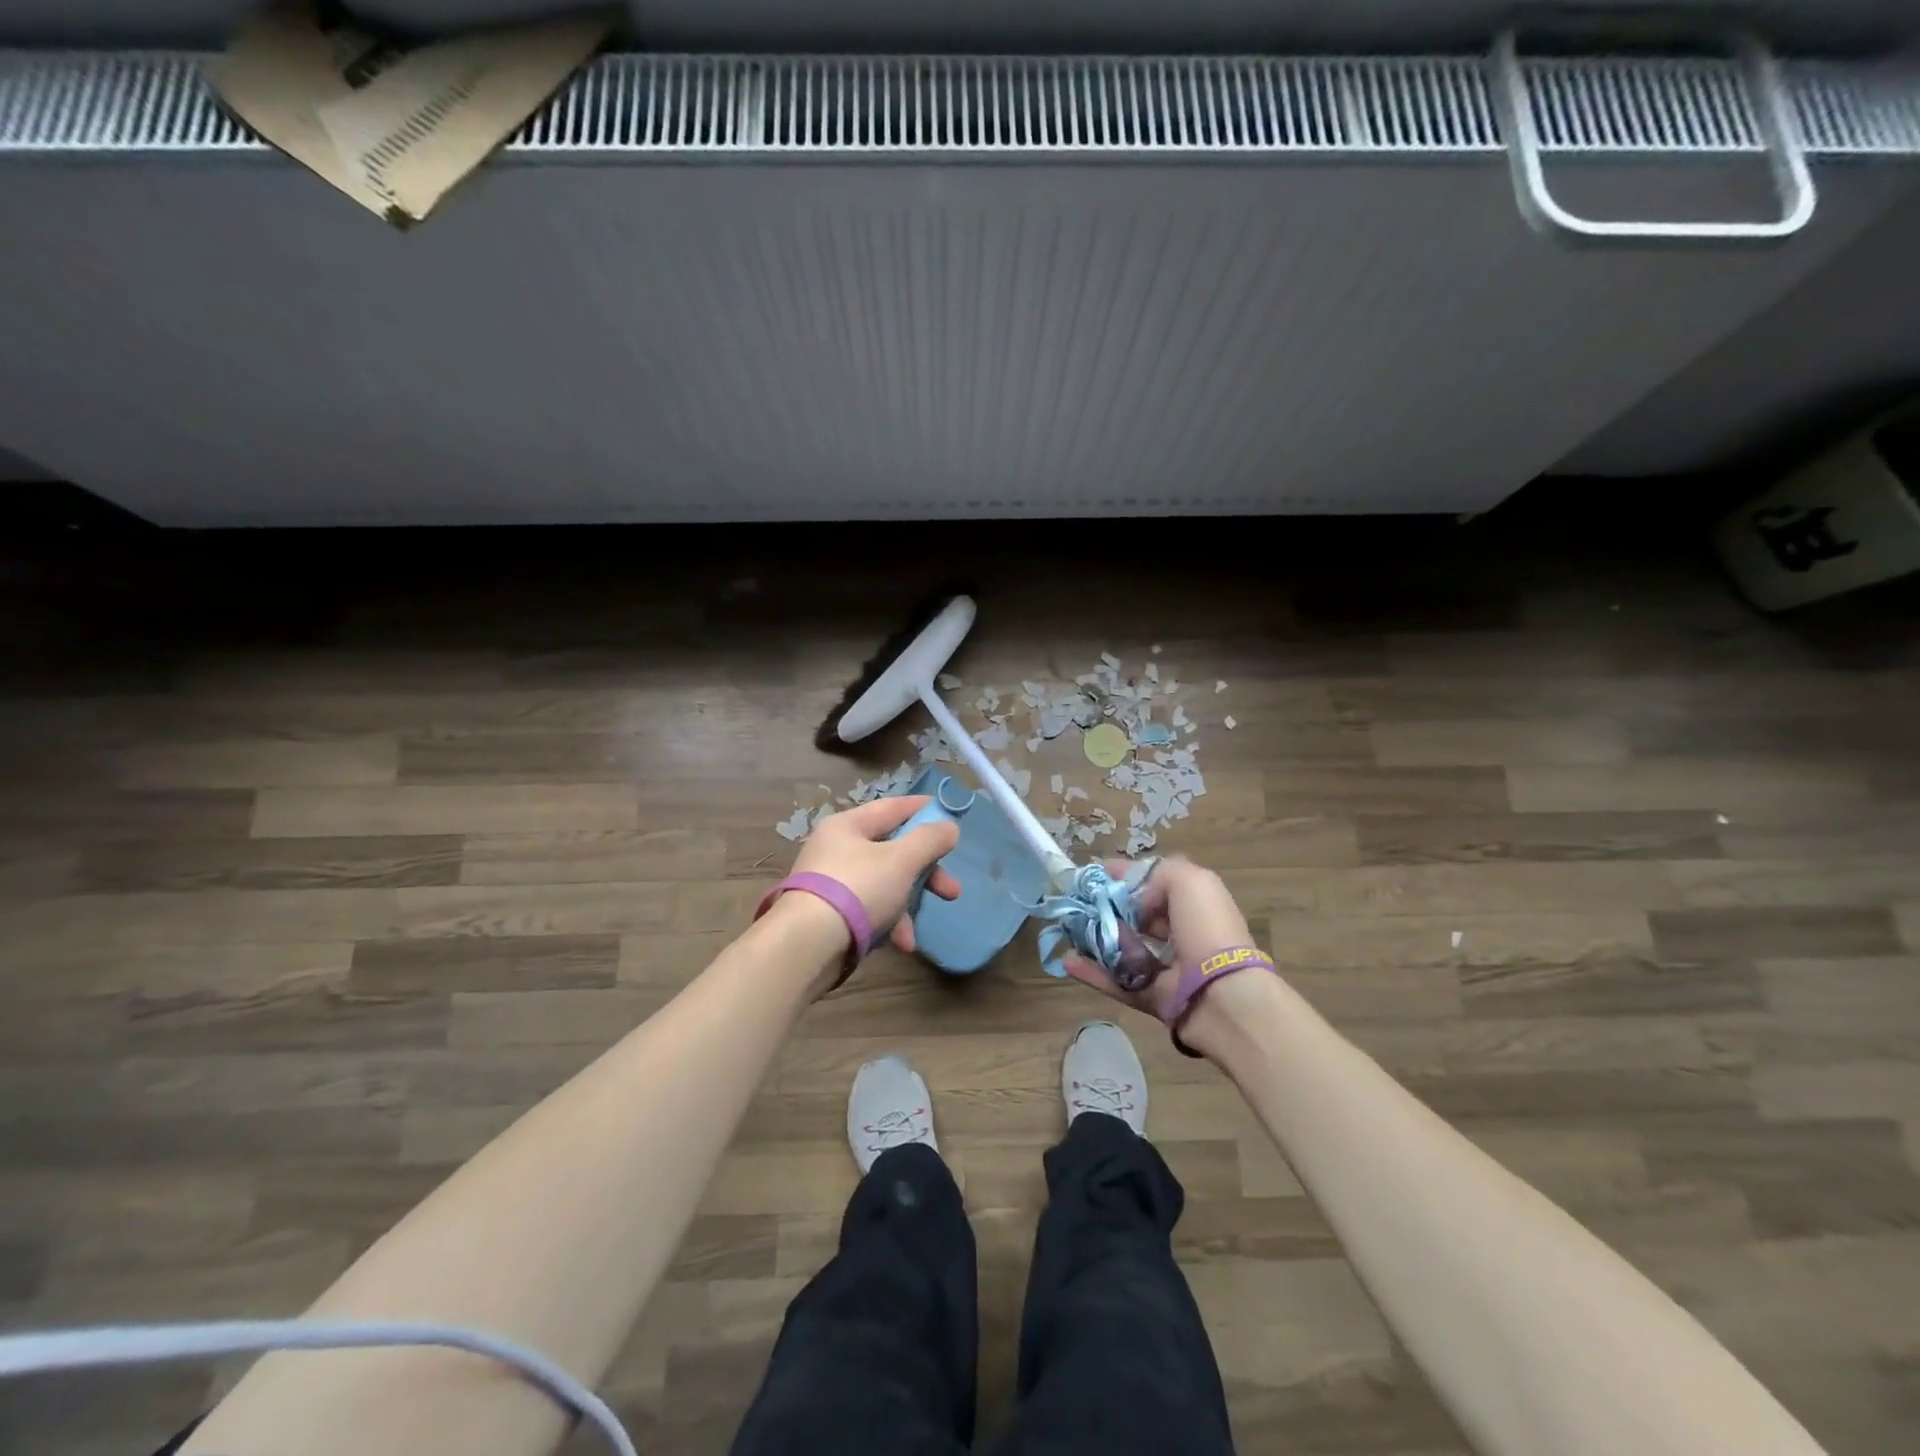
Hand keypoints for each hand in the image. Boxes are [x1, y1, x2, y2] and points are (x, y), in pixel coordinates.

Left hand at [790, 797, 961, 955]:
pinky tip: (900, 944)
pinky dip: (887, 924)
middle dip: (926, 873)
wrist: (807, 945)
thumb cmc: (857, 889)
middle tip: (951, 890)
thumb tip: (949, 827)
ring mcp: (831, 883)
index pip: (892, 808)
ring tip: (914, 932)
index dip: (923, 810)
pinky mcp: (830, 915)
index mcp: (848, 826)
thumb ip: (930, 840)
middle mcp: (836, 849)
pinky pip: (869, 910)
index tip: (950, 816)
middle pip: (892, 851)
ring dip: (907, 905)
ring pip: (883, 884)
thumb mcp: (901, 860)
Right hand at [1061, 856, 1253, 1020]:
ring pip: (1123, 949)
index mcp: (1193, 903)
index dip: (1123, 875)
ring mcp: (1167, 967)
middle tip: (1075, 904)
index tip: (1092, 872)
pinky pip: (1118, 982)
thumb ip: (1157, 874)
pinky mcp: (1153, 997)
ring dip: (1095, 939)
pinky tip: (1068, 961)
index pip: (1153, 882)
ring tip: (1066, 931)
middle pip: (1135, 916)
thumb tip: (1135, 901)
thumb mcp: (1189, 880)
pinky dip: (1092, 972)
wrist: (1224, 996)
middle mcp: (1181, 933)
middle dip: (1105, 908)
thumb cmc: (1207, 929)